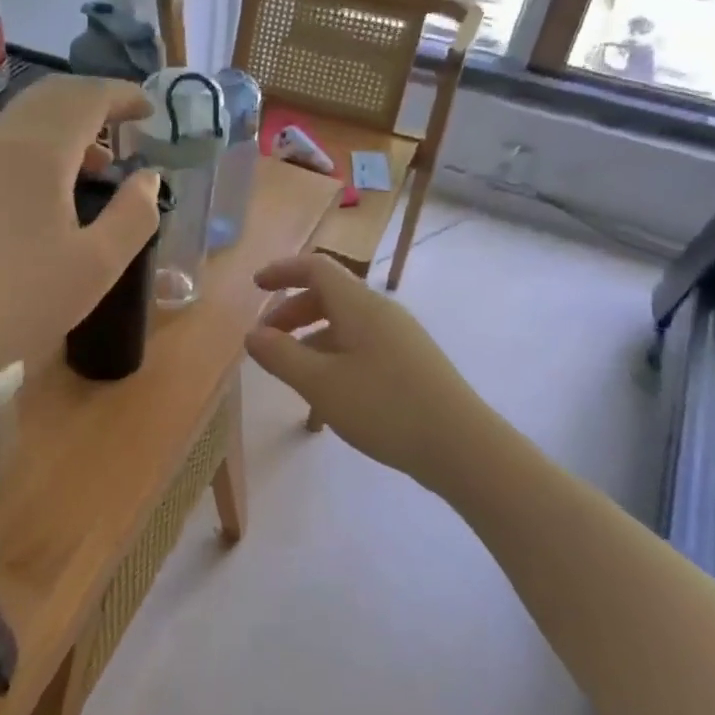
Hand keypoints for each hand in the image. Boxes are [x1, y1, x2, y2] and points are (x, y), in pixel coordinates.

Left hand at [0, 76, 160, 389]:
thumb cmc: (23, 302)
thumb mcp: (98, 265)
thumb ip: (134, 214)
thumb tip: (148, 177)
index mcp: (38, 150)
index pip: (87, 97)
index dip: (123, 96)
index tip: (150, 110)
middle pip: (50, 97)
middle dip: (93, 101)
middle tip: (124, 124)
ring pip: (21, 120)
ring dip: (63, 126)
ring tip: (94, 163)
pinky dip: (35, 147)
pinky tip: (45, 190)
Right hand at [244, 254, 484, 493]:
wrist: (461, 446)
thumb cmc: (385, 407)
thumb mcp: (321, 384)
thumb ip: (281, 356)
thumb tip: (252, 335)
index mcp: (359, 306)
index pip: (316, 268)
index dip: (282, 271)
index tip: (255, 287)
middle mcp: (381, 312)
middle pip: (329, 295)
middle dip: (292, 312)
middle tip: (266, 341)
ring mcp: (399, 337)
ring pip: (344, 324)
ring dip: (311, 338)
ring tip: (291, 372)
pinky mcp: (409, 362)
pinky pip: (361, 344)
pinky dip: (333, 355)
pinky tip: (327, 391)